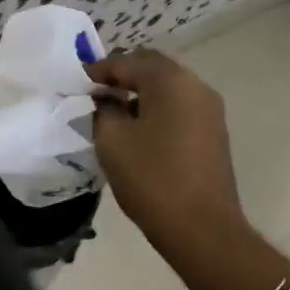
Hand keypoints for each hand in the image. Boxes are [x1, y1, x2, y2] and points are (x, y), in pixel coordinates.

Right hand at [86, 49, 245, 261]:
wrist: (201, 228)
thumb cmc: (152, 177)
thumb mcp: (112, 139)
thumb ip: (103, 109)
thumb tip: (105, 99)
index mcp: (171, 81)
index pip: (127, 62)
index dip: (98, 70)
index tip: (76, 83)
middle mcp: (196, 86)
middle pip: (152, 67)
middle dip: (122, 74)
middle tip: (95, 92)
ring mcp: (209, 110)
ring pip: (168, 87)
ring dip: (140, 92)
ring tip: (113, 111)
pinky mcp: (212, 133)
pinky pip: (178, 106)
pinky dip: (156, 108)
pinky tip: (136, 129)